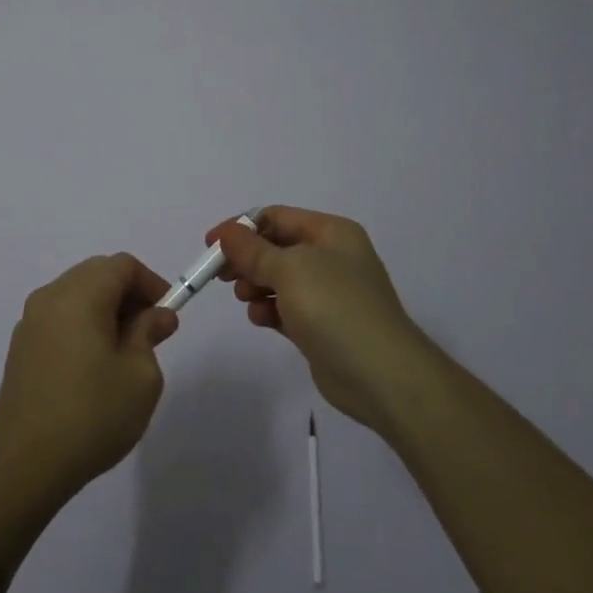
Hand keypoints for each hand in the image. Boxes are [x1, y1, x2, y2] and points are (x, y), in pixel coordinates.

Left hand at [0, 254, 178, 506]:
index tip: (167, 315)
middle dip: (128, 294)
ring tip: (124, 352)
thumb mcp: (140, 376)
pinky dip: (82, 325)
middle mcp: (50, 297)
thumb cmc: (92, 415)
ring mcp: (29, 322)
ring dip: (105, 309)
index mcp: (79, 295)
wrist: (25, 465)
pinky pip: (59, 318)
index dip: (150, 283)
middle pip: (96, 274)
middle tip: (150, 332)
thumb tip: (156, 315)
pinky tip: (93, 366)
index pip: (121, 265)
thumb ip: (149, 333)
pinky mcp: (20, 348)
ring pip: (76, 295)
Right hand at [211, 207, 436, 433]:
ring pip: (278, 279)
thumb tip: (226, 233)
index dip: (241, 228)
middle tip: (222, 276)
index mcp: (331, 233)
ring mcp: (329, 293)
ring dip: (256, 285)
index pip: (276, 217)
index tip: (211, 246)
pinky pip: (286, 308)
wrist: (381, 375)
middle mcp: (332, 257)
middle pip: (275, 248)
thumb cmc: (335, 308)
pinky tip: (261, 319)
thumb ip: (253, 250)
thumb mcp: (289, 269)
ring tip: (247, 299)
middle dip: (247, 259)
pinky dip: (269, 310)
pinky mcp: (322, 325)